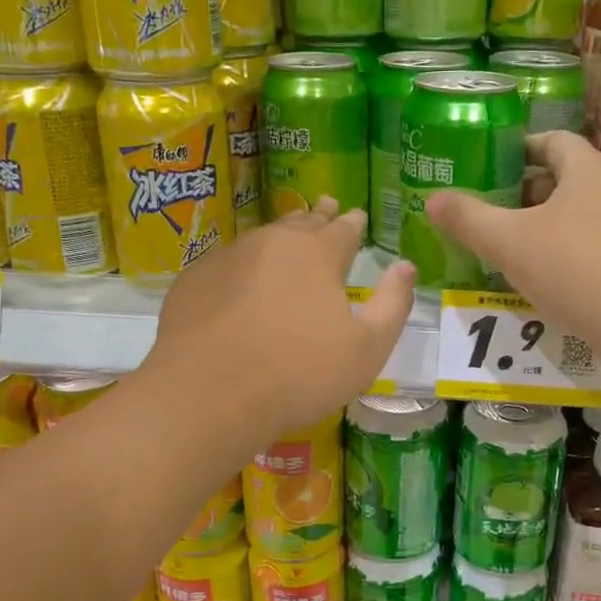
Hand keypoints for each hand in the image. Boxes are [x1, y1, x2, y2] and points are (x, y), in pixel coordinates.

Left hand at [153, 201, 414, 436]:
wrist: (208, 395)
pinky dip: (243, 265)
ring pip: (263, 237)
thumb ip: (393, 304)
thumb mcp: (367, 349)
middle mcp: (273, 243)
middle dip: (318, 216)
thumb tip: (405, 266)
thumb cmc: (299, 375)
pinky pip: (228, 262)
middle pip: (302, 222)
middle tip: (326, 206)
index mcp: (318, 254)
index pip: (343, 228)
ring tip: (288, 233)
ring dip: (281, 235)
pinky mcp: (194, 280)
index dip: (353, 223)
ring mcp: (227, 257)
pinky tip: (242, 278)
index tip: (357, 216)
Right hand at [426, 132, 600, 371]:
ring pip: (574, 216)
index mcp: (587, 169)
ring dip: (538, 227)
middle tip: (482, 210)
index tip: (483, 165)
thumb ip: (468, 219)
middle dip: (520, 192)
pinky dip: (560, 253)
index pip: (550, 140)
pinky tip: (537, 279)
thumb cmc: (577, 270)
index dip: (516, 148)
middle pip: (561, 178)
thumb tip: (433, 200)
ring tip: (501, 246)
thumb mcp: (510, 243)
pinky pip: (588, 245)